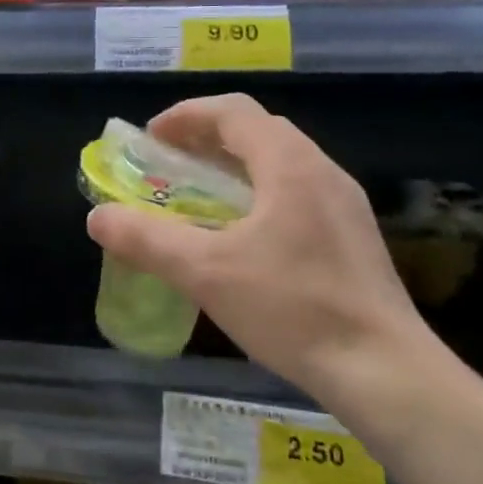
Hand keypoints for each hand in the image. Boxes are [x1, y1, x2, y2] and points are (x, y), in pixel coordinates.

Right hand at [85, 94, 450, 406]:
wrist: (385, 372)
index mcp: (289, 165)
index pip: (233, 111)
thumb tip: (97, 218)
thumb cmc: (292, 308)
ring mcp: (343, 205)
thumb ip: (146, 240)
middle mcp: (321, 171)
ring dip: (231, 166)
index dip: (185, 116)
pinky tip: (240, 236)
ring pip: (279, 162)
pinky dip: (256, 193)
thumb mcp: (205, 273)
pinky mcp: (351, 237)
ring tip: (197, 197)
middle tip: (167, 165)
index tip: (149, 140)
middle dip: (205, 138)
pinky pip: (295, 192)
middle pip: (257, 131)